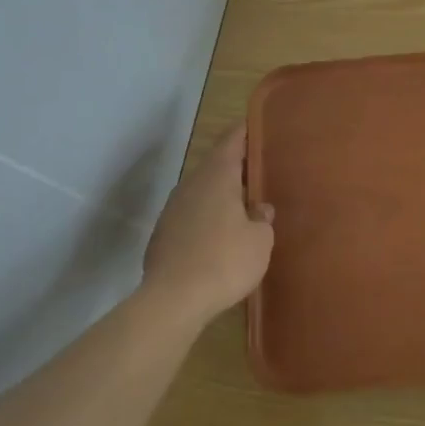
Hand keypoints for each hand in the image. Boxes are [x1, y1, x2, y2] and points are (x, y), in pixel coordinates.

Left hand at [141, 124, 273, 323]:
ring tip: (242, 204)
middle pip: (215, 165)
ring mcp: (172, 209)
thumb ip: (262, 219)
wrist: (172, 300)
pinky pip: (190, 215)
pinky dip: (206, 217)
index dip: (245, 131)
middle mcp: (191, 184)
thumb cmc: (225, 261)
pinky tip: (219, 235)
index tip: (258, 125)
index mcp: (217, 176)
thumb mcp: (260, 240)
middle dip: (235, 166)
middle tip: (258, 170)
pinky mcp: (162, 234)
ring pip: (201, 191)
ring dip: (220, 194)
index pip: (231, 141)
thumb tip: (259, 209)